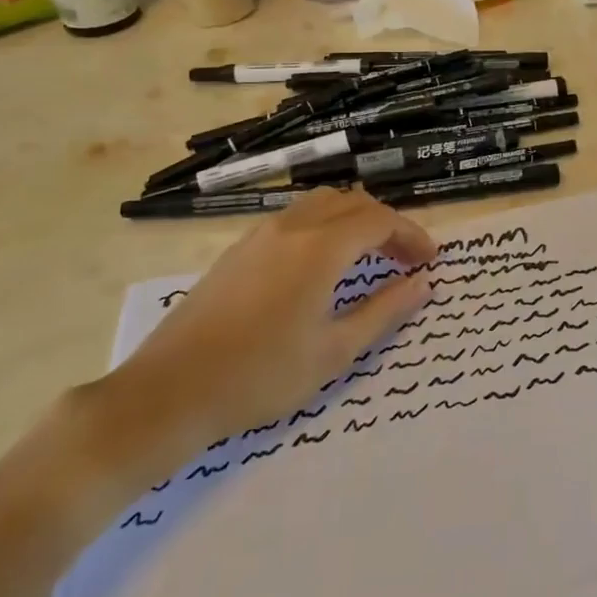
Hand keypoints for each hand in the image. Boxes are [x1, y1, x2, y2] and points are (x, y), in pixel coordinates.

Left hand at [85, 190, 434, 477]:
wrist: (167, 394)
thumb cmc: (260, 377)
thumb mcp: (334, 352)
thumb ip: (383, 311)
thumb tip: (423, 283)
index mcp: (320, 249)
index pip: (380, 221)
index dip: (411, 236)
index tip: (430, 262)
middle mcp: (291, 228)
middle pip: (352, 203)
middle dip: (386, 224)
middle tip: (404, 260)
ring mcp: (259, 236)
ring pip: (320, 205)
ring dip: (353, 220)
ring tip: (368, 257)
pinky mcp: (237, 251)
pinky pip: (294, 219)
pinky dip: (324, 227)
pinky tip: (321, 266)